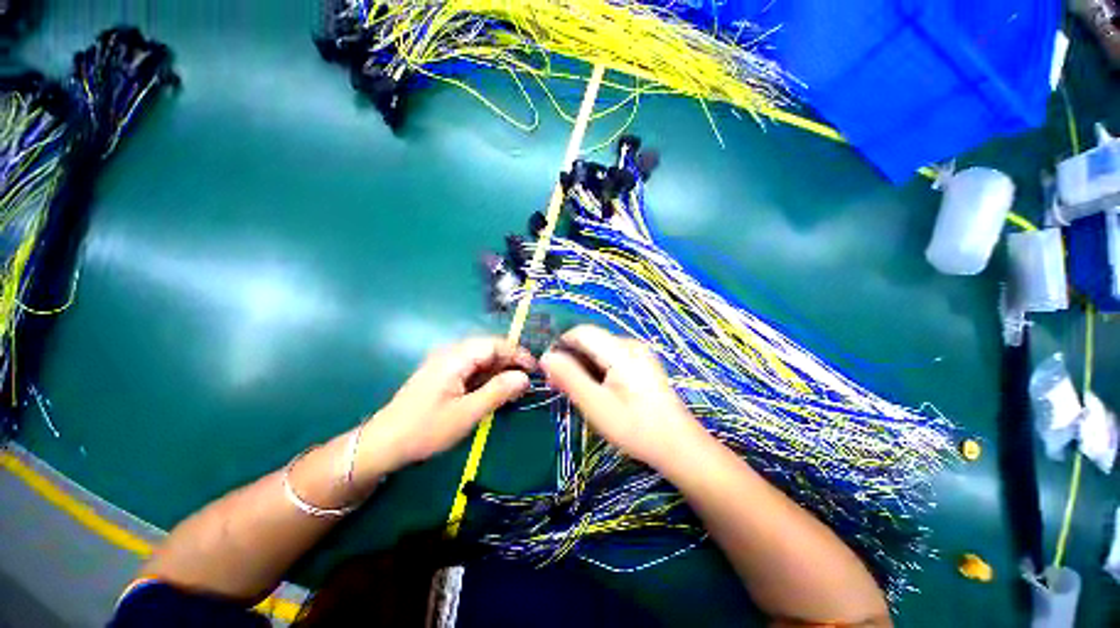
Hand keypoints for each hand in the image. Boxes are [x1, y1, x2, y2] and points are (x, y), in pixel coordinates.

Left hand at [359, 337, 534, 475]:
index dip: (517, 353)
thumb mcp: (467, 413)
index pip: (495, 344)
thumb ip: (498, 392)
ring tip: (515, 387)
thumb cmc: (426, 429)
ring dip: (500, 370)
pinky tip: (494, 391)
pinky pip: (472, 368)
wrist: (384, 444)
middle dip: (510, 362)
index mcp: (456, 357)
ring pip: (481, 359)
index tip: (535, 368)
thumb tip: (525, 377)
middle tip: (527, 380)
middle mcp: (451, 353)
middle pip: (489, 349)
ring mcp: (446, 363)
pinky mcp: (444, 374)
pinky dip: (487, 377)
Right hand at [539, 325, 703, 467]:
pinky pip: (610, 358)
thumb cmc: (635, 427)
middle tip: (557, 386)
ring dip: (582, 366)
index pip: (580, 333)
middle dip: (570, 359)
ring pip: (599, 350)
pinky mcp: (641, 364)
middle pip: (590, 341)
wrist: (678, 446)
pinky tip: (593, 390)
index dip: (560, 346)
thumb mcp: (596, 405)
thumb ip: (569, 377)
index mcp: (621, 350)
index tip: (548, 370)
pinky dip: (596, 370)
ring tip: (574, 391)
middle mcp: (630, 344)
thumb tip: (546, 356)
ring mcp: (638, 353)